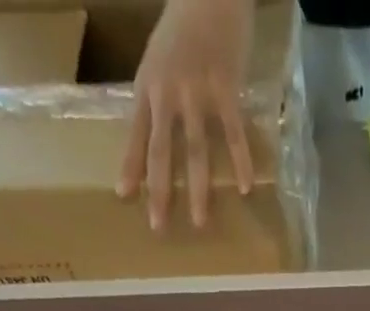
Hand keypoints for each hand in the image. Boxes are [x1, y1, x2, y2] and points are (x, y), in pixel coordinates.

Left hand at [118, 0, 255, 230]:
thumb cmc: (184, 25)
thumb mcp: (159, 59)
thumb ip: (157, 97)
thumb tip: (154, 137)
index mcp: (149, 86)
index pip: (137, 134)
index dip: (131, 166)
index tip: (124, 197)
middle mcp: (169, 93)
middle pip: (162, 151)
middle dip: (160, 191)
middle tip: (158, 227)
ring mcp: (198, 93)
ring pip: (195, 150)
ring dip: (197, 190)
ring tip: (199, 222)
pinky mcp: (226, 90)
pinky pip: (234, 134)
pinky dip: (241, 161)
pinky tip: (245, 188)